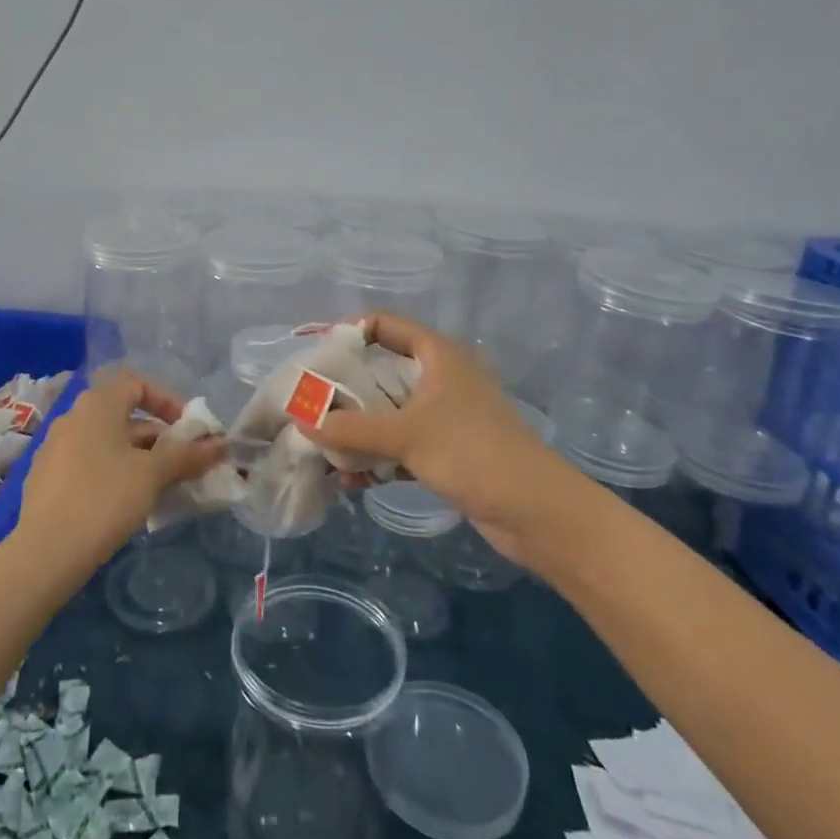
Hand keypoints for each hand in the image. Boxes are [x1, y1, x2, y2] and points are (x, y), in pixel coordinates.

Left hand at [18, 372, 225, 569]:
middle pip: (124, 415)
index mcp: (97, 404)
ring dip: (138, 457)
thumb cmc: (104, 499)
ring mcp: (55, 447)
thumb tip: (222, 444)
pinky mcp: (46, 477)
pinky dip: (113, 472)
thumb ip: (188, 455)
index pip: (138, 384)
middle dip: (158, 437)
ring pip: (107, 442)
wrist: (44, 553)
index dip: (168, 402)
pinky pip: (88, 462)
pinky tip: (125, 503)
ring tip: (160, 487)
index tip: (187, 431)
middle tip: (182, 465)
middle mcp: (73, 416)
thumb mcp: (153, 475)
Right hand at [309, 315, 562, 567]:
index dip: (348, 334)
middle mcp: (437, 379)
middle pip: (380, 371)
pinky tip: (347, 480)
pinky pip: (398, 446)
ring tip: (318, 446)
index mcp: (436, 355)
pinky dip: (374, 458)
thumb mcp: (407, 435)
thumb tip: (302, 421)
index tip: (315, 357)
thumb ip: (351, 428)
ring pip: (386, 412)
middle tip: (306, 404)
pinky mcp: (444, 452)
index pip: (384, 325)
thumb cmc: (473, 453)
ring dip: (355, 429)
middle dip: (342, 390)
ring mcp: (442, 417)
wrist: (537, 512)